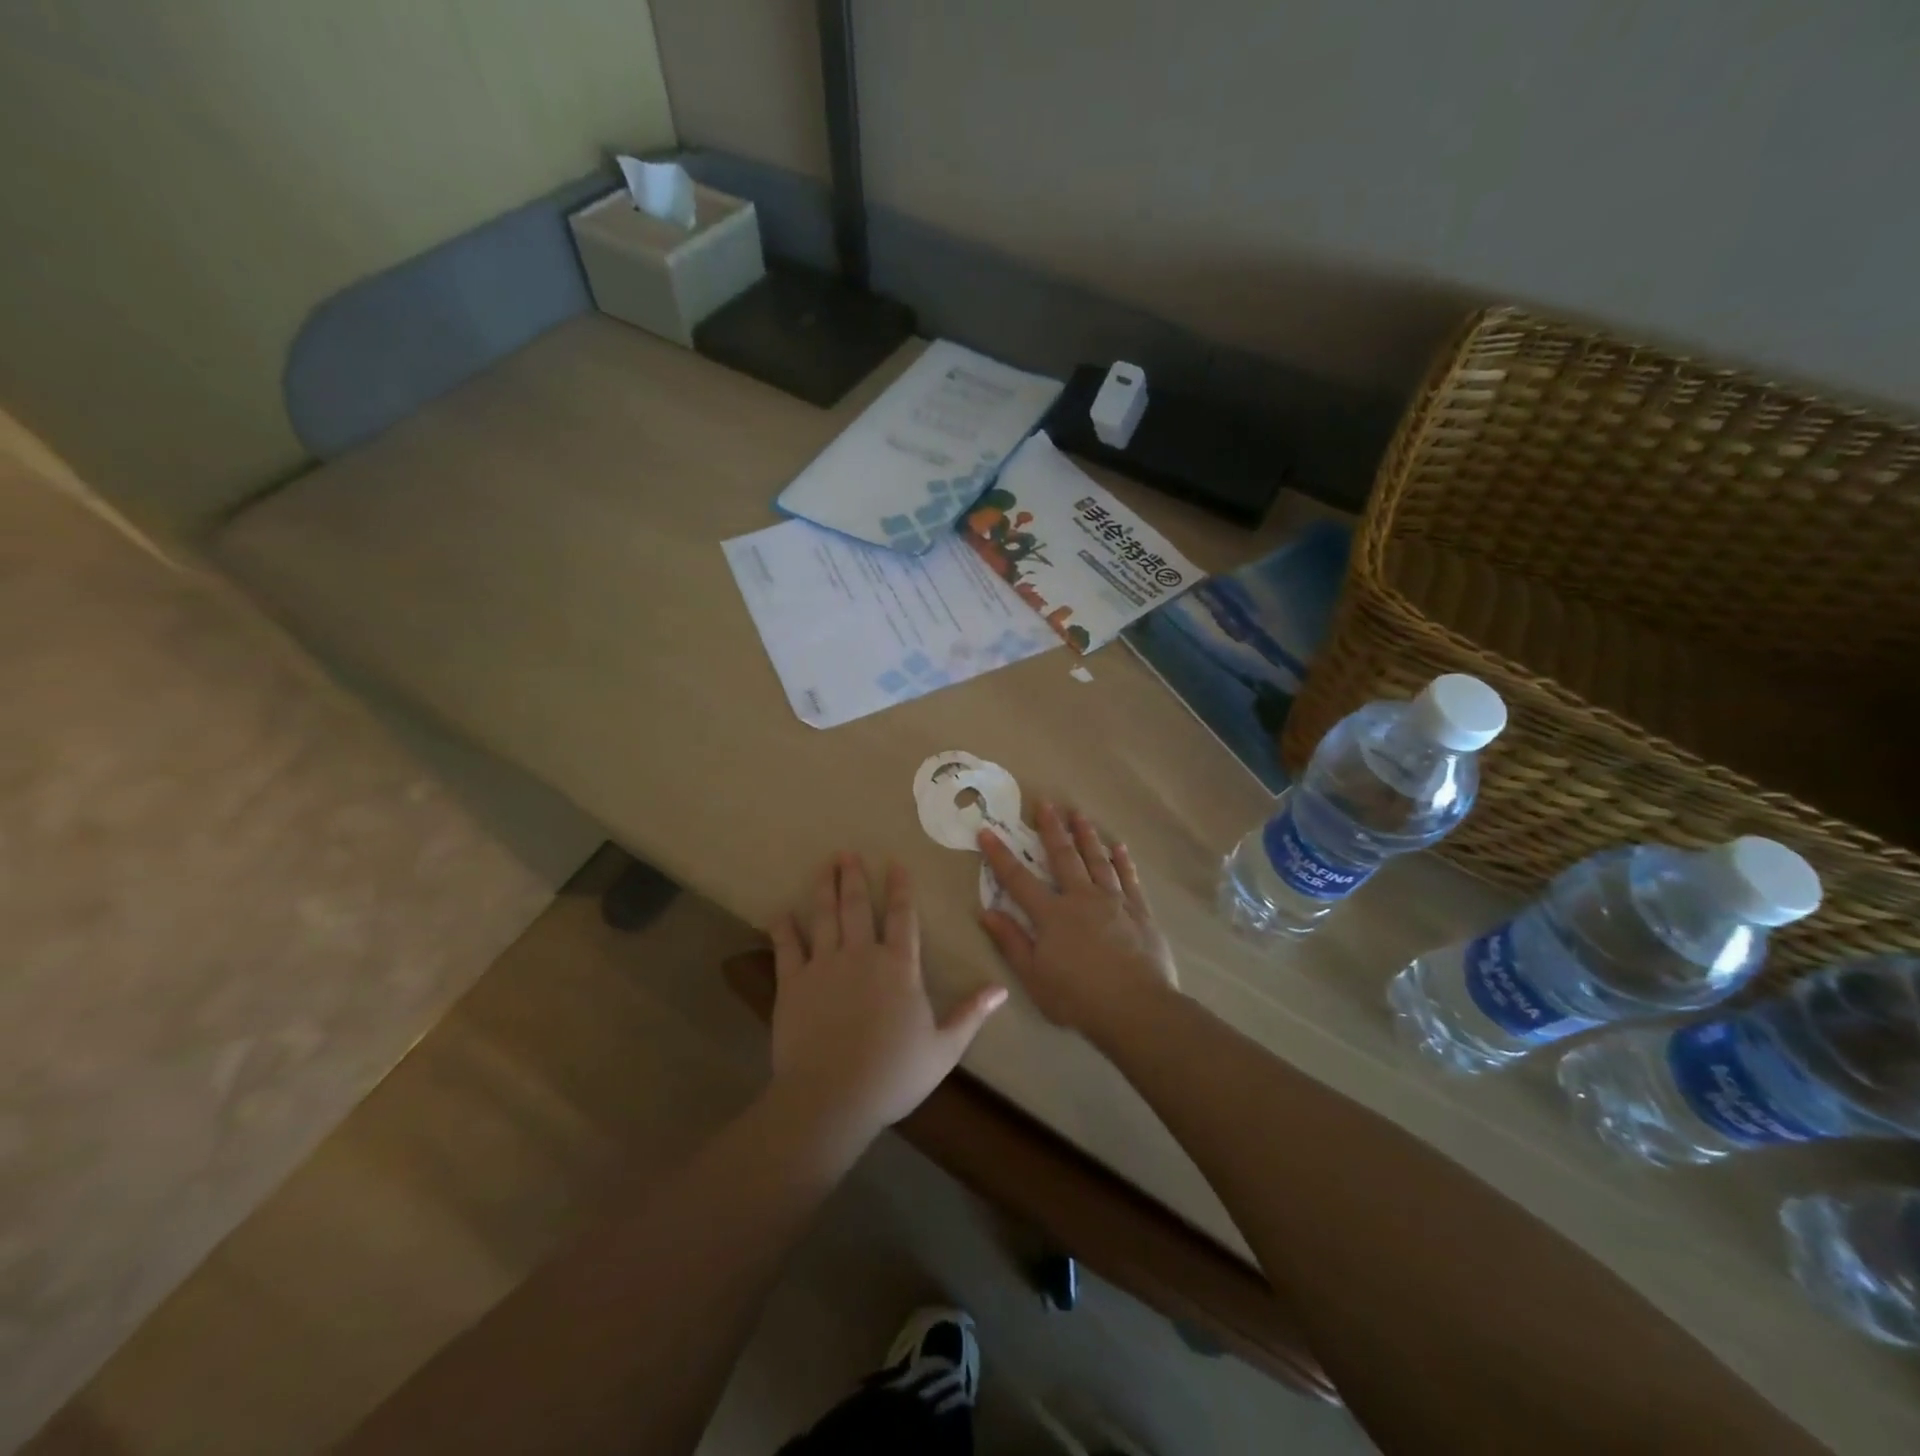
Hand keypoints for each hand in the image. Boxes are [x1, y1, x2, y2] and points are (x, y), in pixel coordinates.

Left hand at [769, 854, 1006, 1145]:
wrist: (831, 1098)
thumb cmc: (893, 1075)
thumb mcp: (944, 1049)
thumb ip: (971, 1014)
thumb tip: (1002, 988)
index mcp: (899, 967)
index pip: (903, 917)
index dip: (900, 888)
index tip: (895, 863)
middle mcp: (862, 955)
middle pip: (857, 906)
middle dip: (853, 877)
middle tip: (846, 853)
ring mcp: (824, 966)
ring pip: (824, 917)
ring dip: (824, 888)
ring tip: (824, 866)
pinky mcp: (793, 983)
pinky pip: (787, 947)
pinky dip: (784, 928)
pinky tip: (781, 913)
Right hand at [977, 803, 1178, 1038]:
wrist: (1136, 1008)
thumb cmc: (1078, 997)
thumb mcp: (1033, 977)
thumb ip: (1011, 942)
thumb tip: (987, 911)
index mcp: (1052, 914)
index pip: (1018, 879)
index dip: (1000, 855)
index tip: (987, 830)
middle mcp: (1081, 898)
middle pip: (1064, 857)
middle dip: (1052, 829)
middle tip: (1046, 802)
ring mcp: (1114, 902)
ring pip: (1097, 860)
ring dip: (1087, 836)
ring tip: (1079, 814)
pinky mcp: (1139, 912)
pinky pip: (1129, 879)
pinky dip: (1123, 862)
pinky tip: (1119, 847)